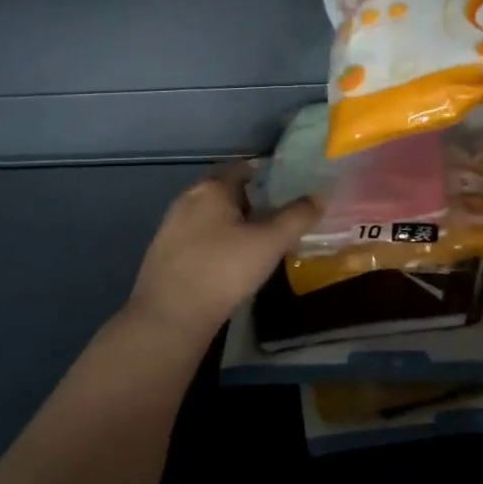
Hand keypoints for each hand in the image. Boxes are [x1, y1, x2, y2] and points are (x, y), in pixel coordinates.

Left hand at [127, 165, 319, 337]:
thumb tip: (318, 197)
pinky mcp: (164, 254)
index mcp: (211, 189)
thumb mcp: (269, 242)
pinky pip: (197, 237)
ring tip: (257, 240)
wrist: (171, 316)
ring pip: (209, 216)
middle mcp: (186, 199)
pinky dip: (216, 242)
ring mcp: (170, 227)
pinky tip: (228, 262)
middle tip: (277, 216)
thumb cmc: (223, 269)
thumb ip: (296, 217)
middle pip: (223, 191)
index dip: (264, 174)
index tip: (286, 187)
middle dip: (249, 200)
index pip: (240, 167)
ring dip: (231, 223)